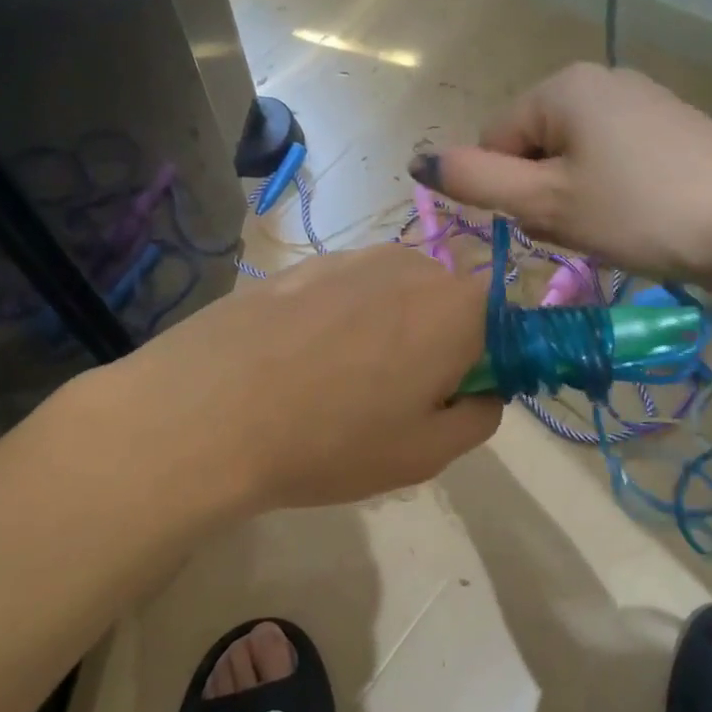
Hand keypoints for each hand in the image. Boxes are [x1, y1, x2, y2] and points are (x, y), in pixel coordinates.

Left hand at [118, 245, 500, 511]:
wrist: (205, 411)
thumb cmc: (330, 440)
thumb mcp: (425, 454)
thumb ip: (479, 418)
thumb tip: (483, 391)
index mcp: (457, 308)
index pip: (506, 320)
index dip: (488, 361)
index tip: (453, 398)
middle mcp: (411, 266)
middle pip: (448, 303)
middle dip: (437, 343)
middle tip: (394, 400)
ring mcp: (350, 258)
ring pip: (394, 295)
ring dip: (386, 330)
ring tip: (337, 381)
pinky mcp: (301, 265)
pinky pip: (345, 292)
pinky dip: (339, 321)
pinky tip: (299, 361)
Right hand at [411, 62, 711, 283]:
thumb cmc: (638, 212)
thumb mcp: (546, 203)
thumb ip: (476, 181)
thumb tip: (418, 162)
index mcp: (562, 86)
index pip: (493, 139)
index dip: (506, 190)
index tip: (546, 222)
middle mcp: (599, 78)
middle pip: (533, 146)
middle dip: (541, 193)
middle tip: (580, 228)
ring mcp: (640, 99)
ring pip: (572, 157)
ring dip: (573, 197)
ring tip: (612, 226)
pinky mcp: (670, 126)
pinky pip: (611, 158)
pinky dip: (609, 191)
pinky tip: (639, 215)